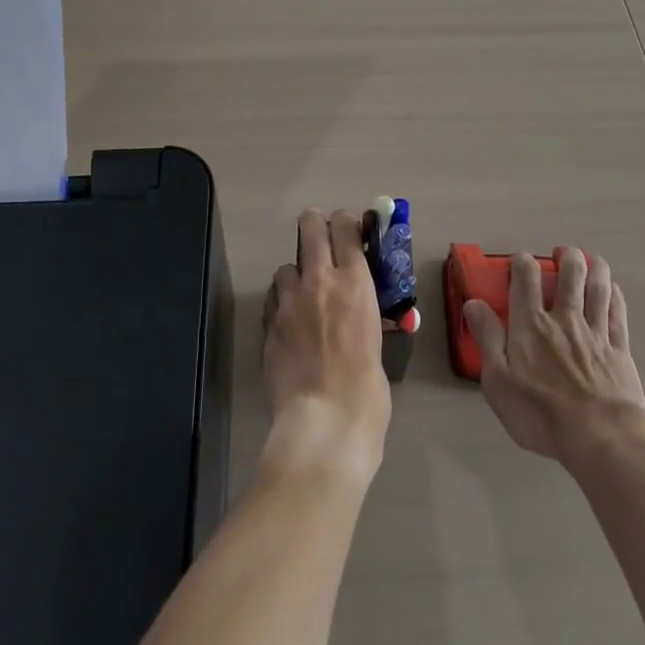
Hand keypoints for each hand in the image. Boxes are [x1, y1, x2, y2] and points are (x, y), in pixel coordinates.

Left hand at [261, 209, 391, 483]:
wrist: (324, 422)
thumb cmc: (367, 390)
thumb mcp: (377, 342)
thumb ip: (364, 317)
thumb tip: (361, 315)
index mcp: (355, 282)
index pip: (346, 226)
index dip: (347, 221)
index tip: (351, 230)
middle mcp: (319, 280)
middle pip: (310, 225)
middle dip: (316, 226)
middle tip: (323, 242)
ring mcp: (289, 300)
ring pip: (286, 266)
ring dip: (296, 277)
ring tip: (304, 299)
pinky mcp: (268, 323)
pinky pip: (273, 299)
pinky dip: (282, 304)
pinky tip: (290, 325)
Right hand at [464, 247, 644, 463]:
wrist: (602, 437)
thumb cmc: (541, 412)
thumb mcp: (498, 381)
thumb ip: (486, 338)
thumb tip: (473, 303)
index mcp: (531, 323)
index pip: (526, 278)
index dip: (522, 262)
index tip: (520, 262)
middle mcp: (564, 318)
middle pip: (570, 273)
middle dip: (566, 257)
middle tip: (561, 254)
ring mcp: (596, 331)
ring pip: (597, 286)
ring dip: (594, 266)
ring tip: (588, 259)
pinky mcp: (620, 348)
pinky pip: (618, 312)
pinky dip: (614, 295)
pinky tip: (612, 289)